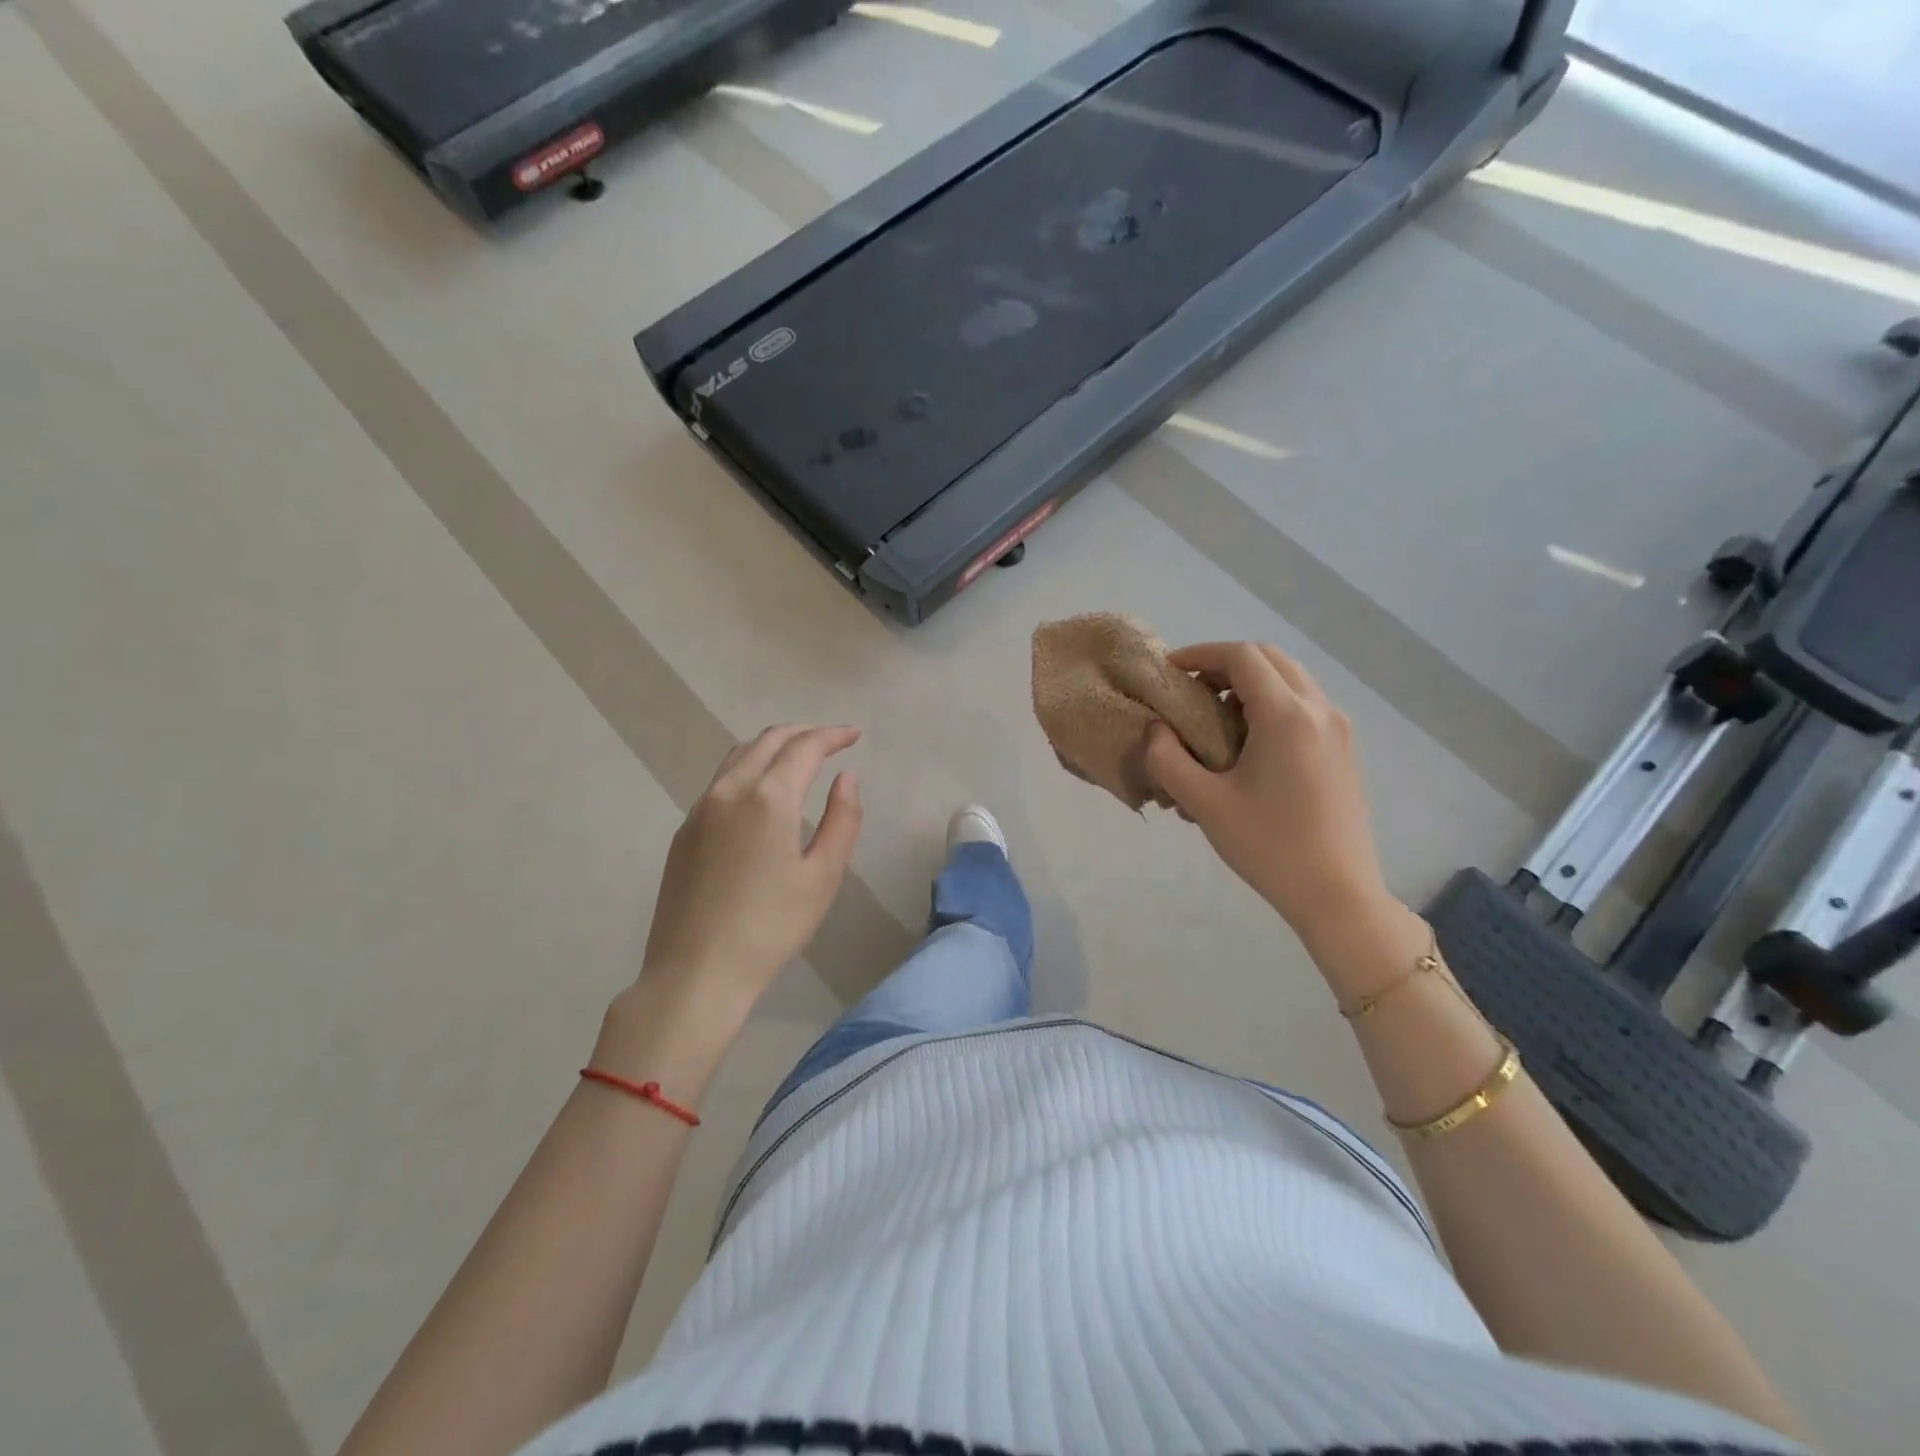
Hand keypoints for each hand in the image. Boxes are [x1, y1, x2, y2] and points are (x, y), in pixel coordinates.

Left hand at [639, 724, 863, 1013]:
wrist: (696, 971)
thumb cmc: (771, 928)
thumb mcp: (823, 877)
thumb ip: (842, 820)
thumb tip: (847, 778)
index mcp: (768, 798)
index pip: (805, 747)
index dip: (833, 735)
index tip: (854, 734)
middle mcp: (730, 789)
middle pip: (769, 740)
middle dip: (804, 733)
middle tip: (832, 740)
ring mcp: (701, 807)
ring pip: (740, 754)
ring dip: (774, 745)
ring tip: (800, 755)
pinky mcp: (685, 829)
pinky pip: (722, 779)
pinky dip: (750, 766)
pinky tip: (764, 789)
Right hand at [1145, 642, 1390, 942]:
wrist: (1337, 893)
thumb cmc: (1268, 846)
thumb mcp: (1205, 804)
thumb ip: (1168, 759)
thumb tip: (1155, 729)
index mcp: (1286, 715)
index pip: (1242, 656)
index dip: (1201, 654)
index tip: (1170, 670)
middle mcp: (1318, 709)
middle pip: (1270, 658)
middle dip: (1226, 663)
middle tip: (1191, 689)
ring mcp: (1338, 728)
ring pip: (1291, 678)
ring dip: (1251, 682)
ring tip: (1216, 714)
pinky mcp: (1343, 748)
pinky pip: (1305, 703)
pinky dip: (1273, 701)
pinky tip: (1249, 740)